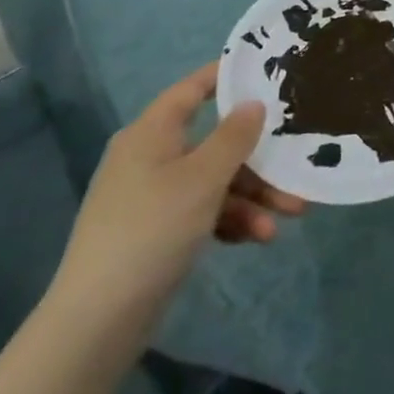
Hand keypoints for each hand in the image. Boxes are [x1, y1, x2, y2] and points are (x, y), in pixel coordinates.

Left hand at [48, 62, 304, 348]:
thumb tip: (253, 103)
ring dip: (253, 196)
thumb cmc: (152, 230)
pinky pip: (204, 211)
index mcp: (152, 132)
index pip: (193, 88)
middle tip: (296, 165)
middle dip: (259, 159)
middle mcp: (151, 157)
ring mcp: (152, 196)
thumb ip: (234, 136)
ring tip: (288, 216)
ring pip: (215, 180)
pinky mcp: (157, 231)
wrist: (97, 322)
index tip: (269, 72)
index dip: (228, 76)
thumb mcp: (203, 178)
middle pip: (215, 142)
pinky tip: (258, 237)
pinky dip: (232, 220)